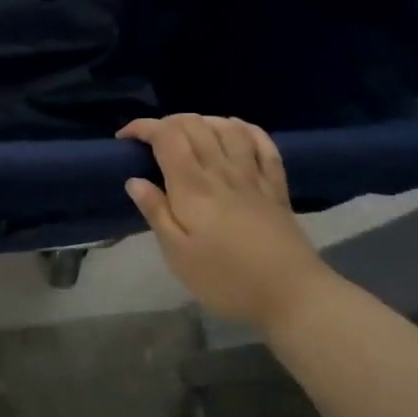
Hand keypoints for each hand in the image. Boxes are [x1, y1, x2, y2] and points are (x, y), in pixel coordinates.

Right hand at [119, 115, 330, 332]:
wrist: (292, 295)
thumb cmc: (226, 279)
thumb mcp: (177, 254)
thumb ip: (156, 212)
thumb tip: (134, 180)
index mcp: (192, 186)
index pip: (166, 136)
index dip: (143, 127)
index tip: (125, 138)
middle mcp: (222, 171)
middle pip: (195, 125)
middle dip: (168, 122)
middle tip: (152, 141)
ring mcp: (253, 176)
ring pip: (227, 128)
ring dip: (203, 121)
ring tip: (188, 133)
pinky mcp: (276, 187)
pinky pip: (263, 144)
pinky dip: (245, 129)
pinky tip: (234, 130)